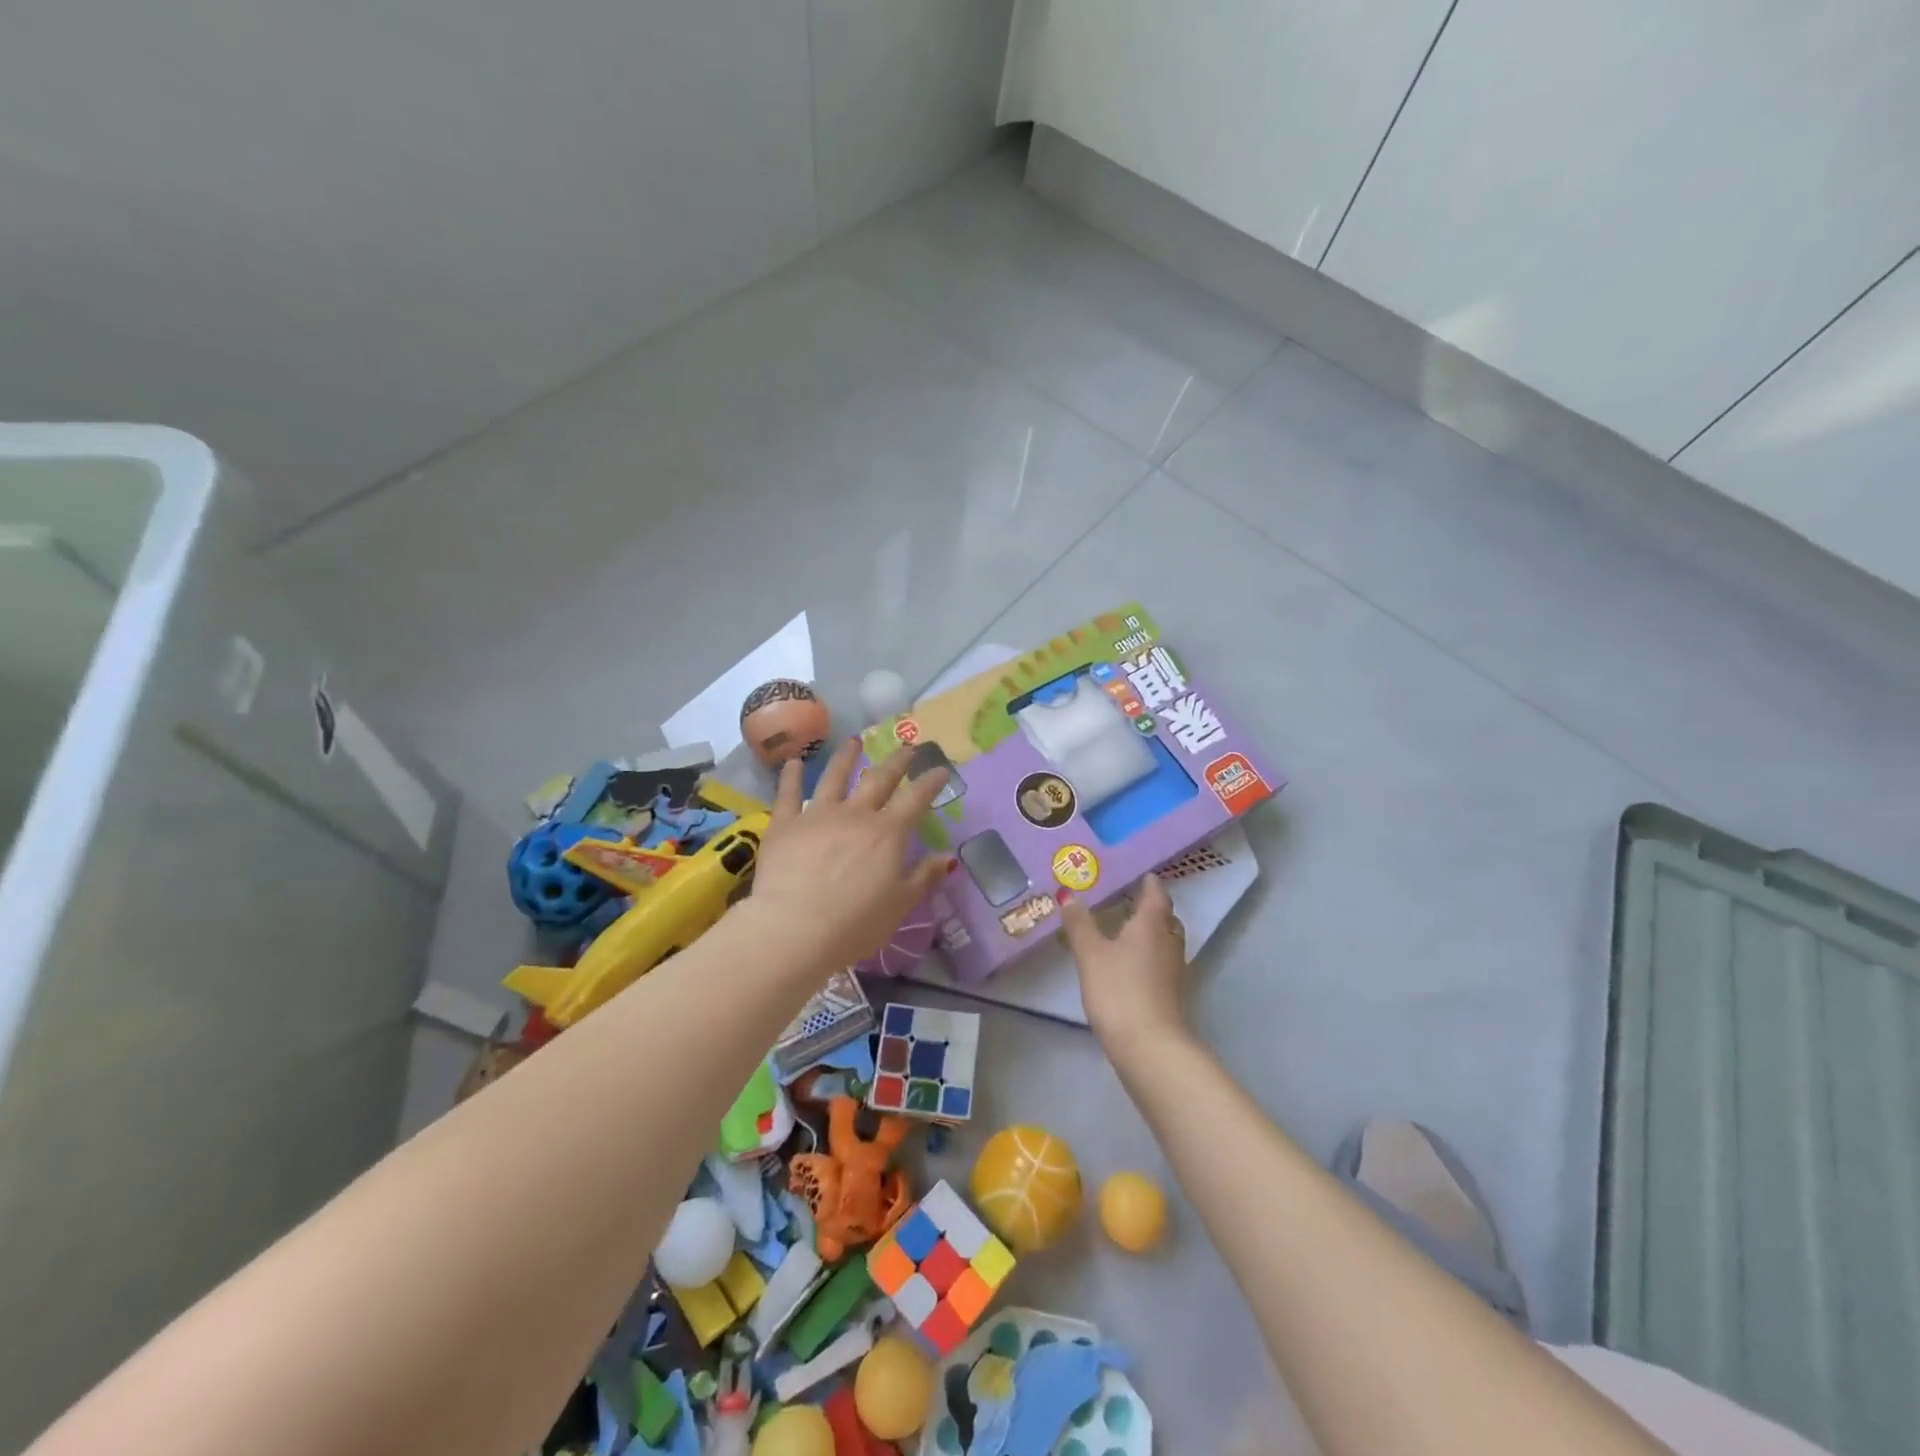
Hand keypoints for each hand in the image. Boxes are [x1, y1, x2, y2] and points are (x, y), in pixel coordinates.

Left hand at [749, 739, 954, 969]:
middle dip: (896, 762)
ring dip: (846, 758)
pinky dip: (792, 776)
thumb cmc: (855, 925)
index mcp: (887, 833)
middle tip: (907, 747)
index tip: (940, 768)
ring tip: (854, 741)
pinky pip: (789, 794)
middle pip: (879, 780)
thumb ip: (924, 877)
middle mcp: (855, 815)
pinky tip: (794, 762)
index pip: (916, 799)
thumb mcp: (899, 905)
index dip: (931, 782)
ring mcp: (817, 816)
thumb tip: (948, 858)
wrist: (794, 930)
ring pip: (834, 778)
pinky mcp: (785, 825)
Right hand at [1058, 873, 1189, 1053]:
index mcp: (1152, 925)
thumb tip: (1069, 894)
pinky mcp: (1172, 993)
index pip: (1156, 895)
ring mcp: (1174, 970)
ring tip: (1127, 931)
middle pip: (1165, 918)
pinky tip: (1131, 964)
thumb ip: (1080, 924)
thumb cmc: (1119, 990)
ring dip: (1151, 933)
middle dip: (1151, 908)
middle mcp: (1169, 942)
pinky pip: (1162, 962)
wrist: (1149, 1046)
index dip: (1150, 883)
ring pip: (1166, 941)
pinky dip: (1149, 955)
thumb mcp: (1091, 954)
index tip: (1142, 874)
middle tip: (1130, 900)